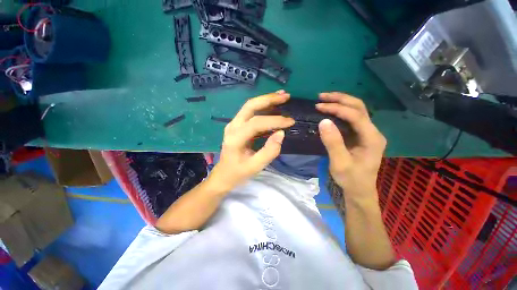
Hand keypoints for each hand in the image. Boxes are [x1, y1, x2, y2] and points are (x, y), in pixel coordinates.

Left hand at [209, 91, 294, 191]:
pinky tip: (275, 105)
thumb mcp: (255, 167)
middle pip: (250, 106)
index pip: (256, 123)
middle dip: (269, 99)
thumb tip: (281, 133)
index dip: (275, 120)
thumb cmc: (238, 173)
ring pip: (250, 106)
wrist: (222, 176)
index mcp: (235, 138)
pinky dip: (263, 106)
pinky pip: (250, 111)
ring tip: (283, 95)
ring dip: (266, 99)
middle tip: (286, 96)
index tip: (291, 122)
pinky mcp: (237, 125)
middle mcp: (233, 126)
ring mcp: (234, 124)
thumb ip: (269, 152)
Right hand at [316, 92, 385, 201]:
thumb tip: (323, 120)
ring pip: (358, 110)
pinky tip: (332, 109)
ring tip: (325, 99)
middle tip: (321, 97)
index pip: (356, 115)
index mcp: (372, 139)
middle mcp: (375, 132)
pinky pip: (355, 117)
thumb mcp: (340, 164)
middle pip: (359, 107)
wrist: (361, 192)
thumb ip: (333, 142)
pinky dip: (343, 111)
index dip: (338, 108)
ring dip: (342, 102)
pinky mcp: (365, 135)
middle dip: (340, 99)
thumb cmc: (352, 181)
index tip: (319, 106)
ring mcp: (371, 133)